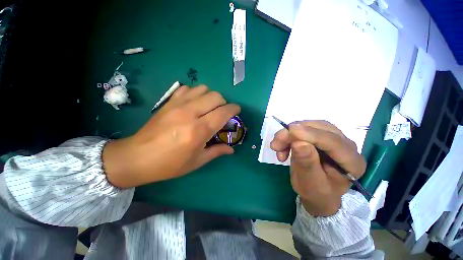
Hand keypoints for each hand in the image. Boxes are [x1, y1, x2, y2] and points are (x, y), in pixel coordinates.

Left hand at [102, 85, 240, 187]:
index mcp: (199, 130)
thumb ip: (217, 152)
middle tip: (222, 112)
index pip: (223, 112)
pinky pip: (188, 89)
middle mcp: (190, 113)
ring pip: (203, 89)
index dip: (234, 109)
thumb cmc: (170, 164)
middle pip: (215, 96)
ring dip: (211, 96)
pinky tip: (194, 103)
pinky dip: (196, 93)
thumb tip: (231, 149)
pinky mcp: (169, 102)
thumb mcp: (197, 162)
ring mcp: (178, 105)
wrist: (137, 157)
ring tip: (209, 107)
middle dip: (224, 102)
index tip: (237, 110)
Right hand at [270, 121, 365, 215]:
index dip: (311, 134)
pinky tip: (282, 146)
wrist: (316, 193)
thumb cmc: (315, 192)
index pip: (333, 142)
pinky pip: (304, 129)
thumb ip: (307, 163)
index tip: (290, 130)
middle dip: (295, 133)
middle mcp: (347, 146)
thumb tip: (298, 142)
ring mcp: (334, 139)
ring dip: (290, 134)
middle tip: (277, 141)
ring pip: (310, 126)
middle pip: (321, 129)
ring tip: (277, 147)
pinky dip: (289, 136)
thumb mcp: (310, 183)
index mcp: (352, 162)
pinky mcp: (321, 136)